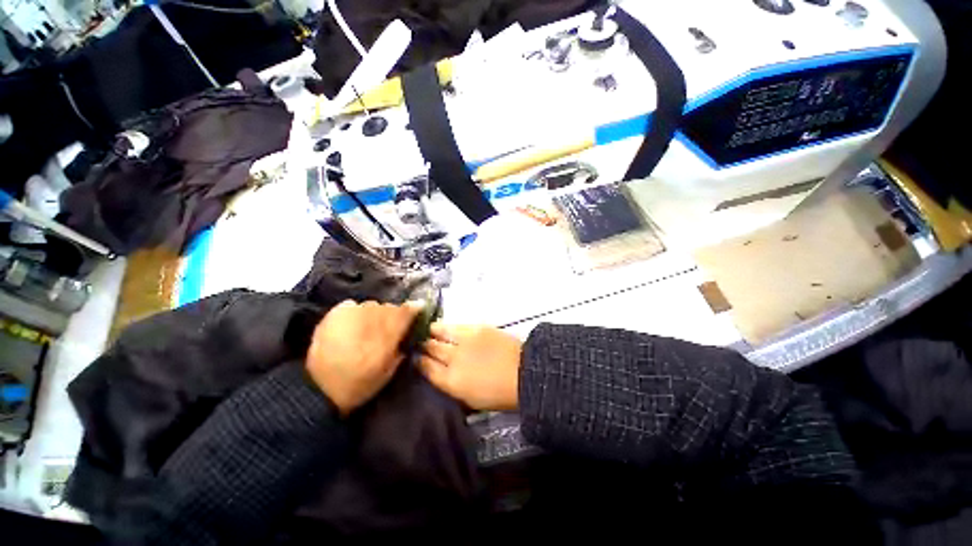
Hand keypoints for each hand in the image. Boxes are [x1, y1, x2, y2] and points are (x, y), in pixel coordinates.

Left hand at [306, 300, 419, 414]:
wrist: (318, 388)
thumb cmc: (358, 384)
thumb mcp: (388, 372)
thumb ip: (400, 350)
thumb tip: (407, 335)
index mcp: (387, 335)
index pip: (406, 312)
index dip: (414, 308)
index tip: (419, 307)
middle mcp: (372, 319)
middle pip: (390, 307)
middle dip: (392, 314)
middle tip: (387, 327)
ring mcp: (352, 314)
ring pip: (372, 305)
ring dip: (373, 314)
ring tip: (366, 327)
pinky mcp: (334, 313)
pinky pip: (352, 305)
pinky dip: (355, 312)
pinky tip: (352, 324)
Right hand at [419, 323, 522, 410]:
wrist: (524, 373)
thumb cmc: (499, 394)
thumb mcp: (471, 400)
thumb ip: (452, 386)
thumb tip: (440, 375)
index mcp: (451, 382)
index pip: (427, 369)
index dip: (419, 362)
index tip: (415, 358)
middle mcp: (453, 360)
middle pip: (431, 350)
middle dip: (424, 347)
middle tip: (420, 344)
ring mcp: (464, 342)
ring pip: (440, 335)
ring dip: (431, 333)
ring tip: (427, 331)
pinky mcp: (475, 329)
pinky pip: (454, 326)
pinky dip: (445, 326)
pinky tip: (440, 325)